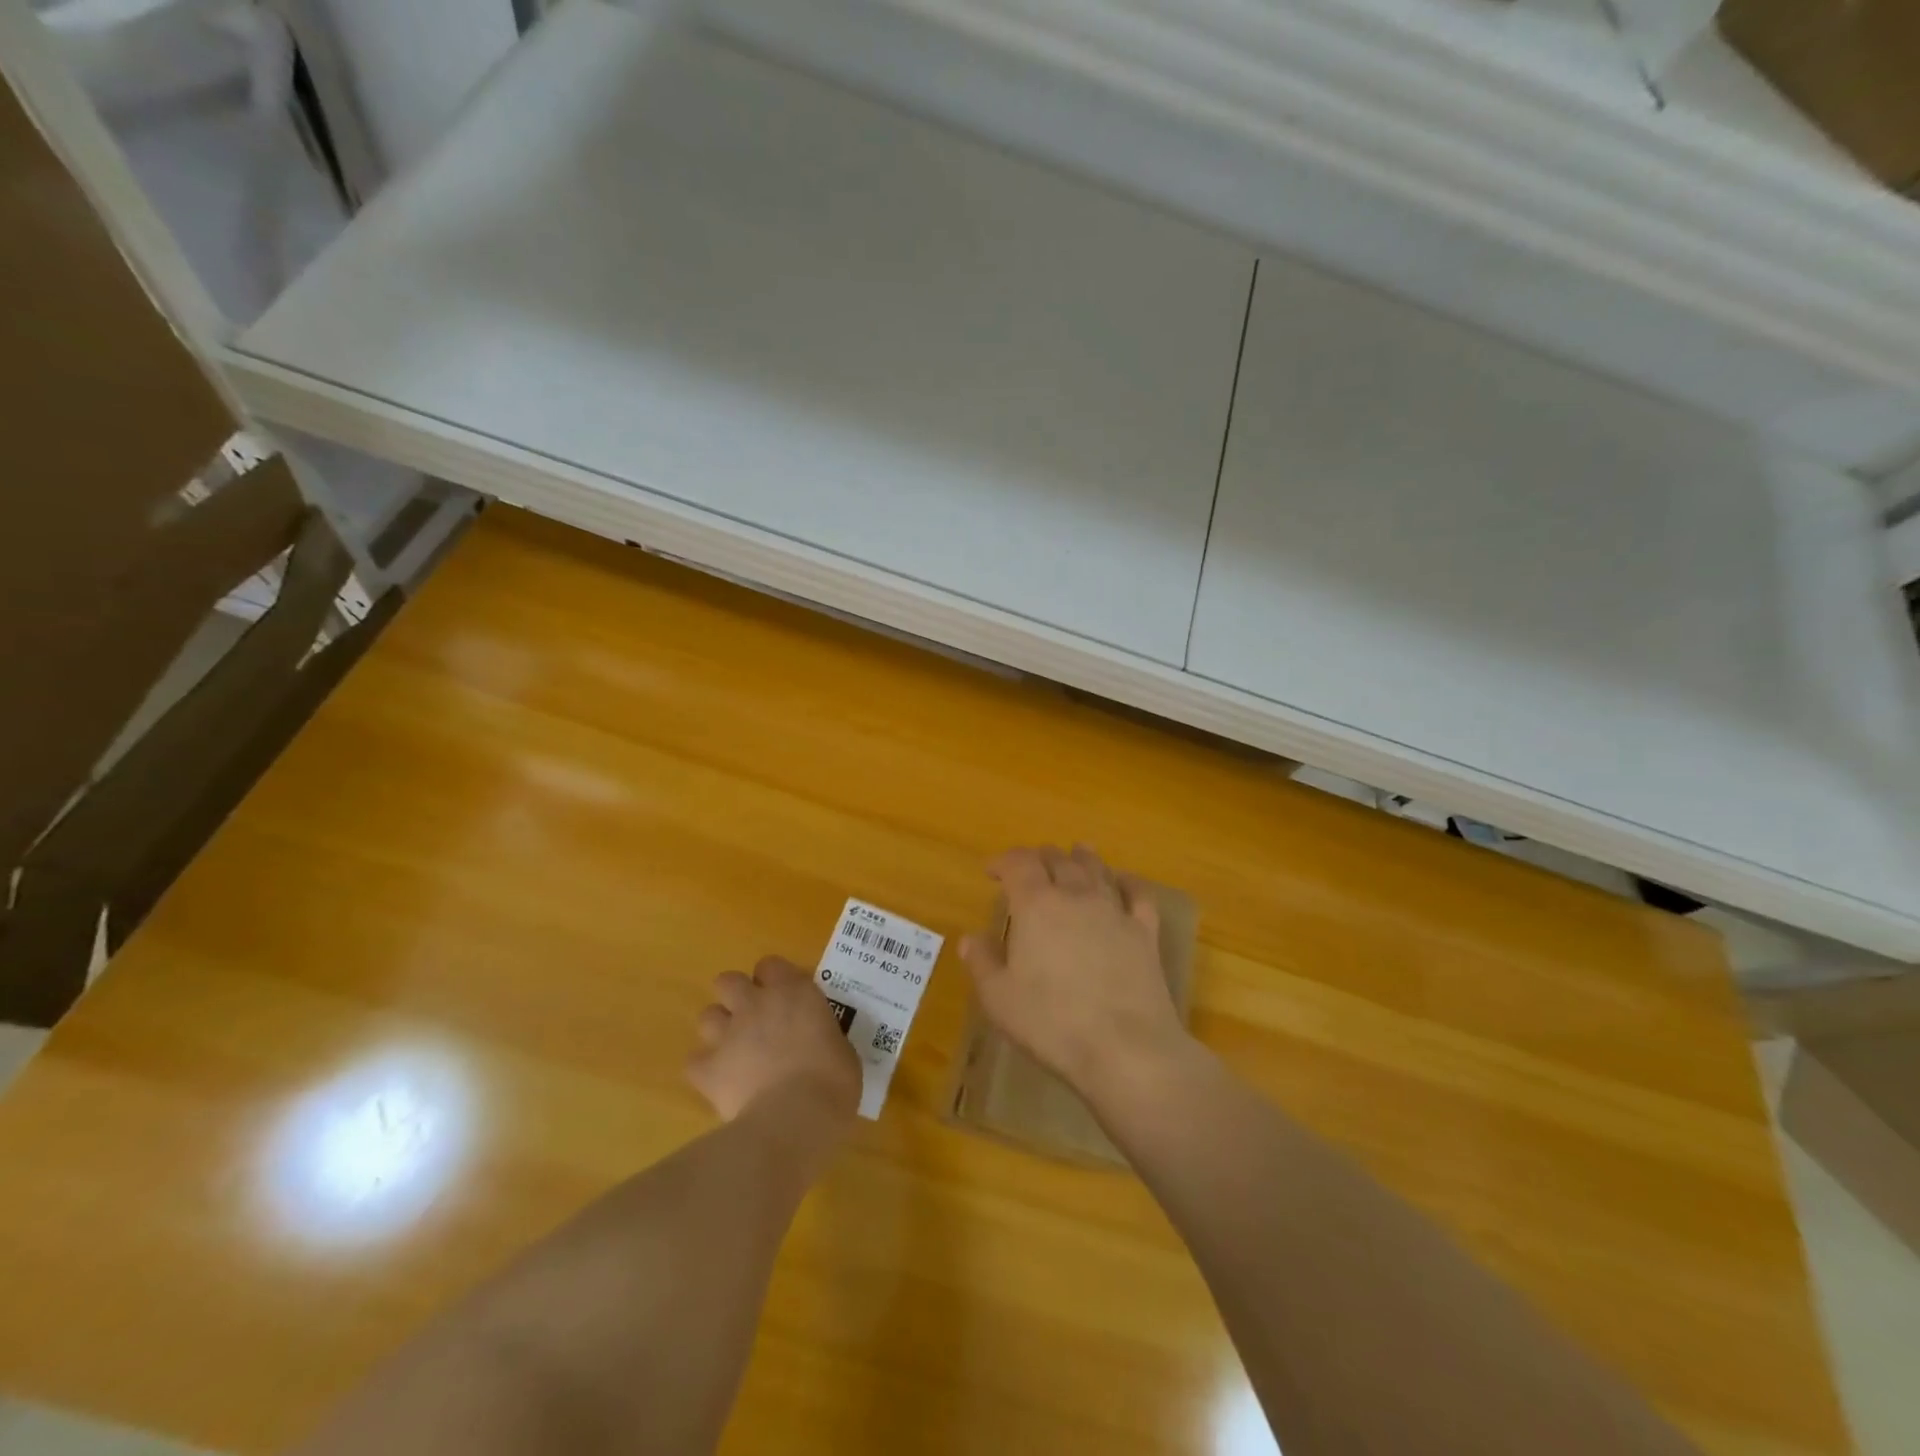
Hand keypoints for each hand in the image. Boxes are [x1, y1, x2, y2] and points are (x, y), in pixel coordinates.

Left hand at [687, 956, 860, 1132]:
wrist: (794, 1119)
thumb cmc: (832, 1081)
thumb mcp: (841, 1048)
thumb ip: (822, 1035)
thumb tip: (818, 1044)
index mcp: (794, 992)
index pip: (771, 965)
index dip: (773, 979)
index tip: (784, 998)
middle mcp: (756, 1004)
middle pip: (728, 981)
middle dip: (736, 997)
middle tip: (753, 1019)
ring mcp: (728, 1035)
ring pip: (707, 1016)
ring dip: (719, 1030)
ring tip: (735, 1051)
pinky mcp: (708, 1070)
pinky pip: (695, 1063)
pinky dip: (705, 1071)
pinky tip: (720, 1084)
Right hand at [959, 845, 1190, 1099]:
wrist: (1126, 1048)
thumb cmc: (1052, 1023)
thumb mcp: (999, 999)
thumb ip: (982, 962)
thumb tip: (970, 937)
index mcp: (1036, 905)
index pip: (1018, 863)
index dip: (1003, 861)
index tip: (991, 871)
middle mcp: (1076, 896)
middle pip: (1057, 860)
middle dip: (1039, 858)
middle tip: (1029, 867)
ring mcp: (1114, 911)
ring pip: (1096, 869)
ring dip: (1081, 858)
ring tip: (1075, 852)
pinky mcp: (1144, 933)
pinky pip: (1138, 894)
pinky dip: (1128, 882)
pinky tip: (1124, 882)